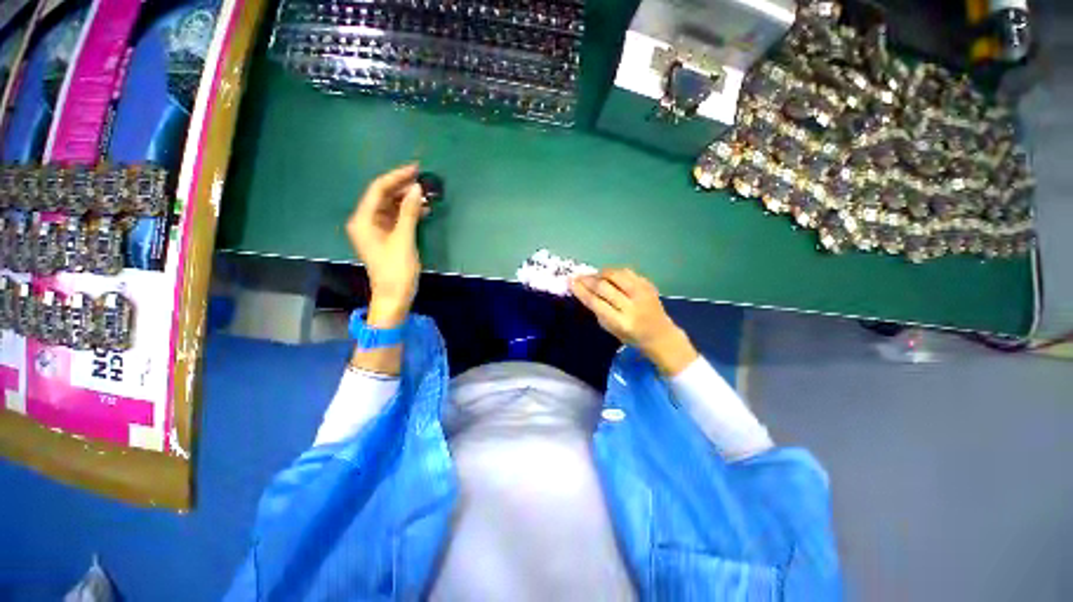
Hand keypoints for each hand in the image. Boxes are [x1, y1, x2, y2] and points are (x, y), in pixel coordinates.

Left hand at [346, 164, 426, 326]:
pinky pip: (396, 218)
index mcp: (363, 220)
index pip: (378, 189)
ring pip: (391, 207)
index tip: (415, 168)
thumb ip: (410, 212)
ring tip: (426, 194)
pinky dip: (408, 213)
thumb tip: (417, 188)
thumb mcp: (404, 239)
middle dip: (402, 187)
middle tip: (423, 180)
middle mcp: (365, 221)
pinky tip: (423, 209)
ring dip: (407, 200)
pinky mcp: (385, 237)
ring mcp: (375, 229)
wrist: (394, 296)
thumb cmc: (396, 269)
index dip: (396, 177)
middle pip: (383, 196)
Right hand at [571, 268, 697, 375]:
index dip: (582, 291)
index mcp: (621, 322)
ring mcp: (642, 293)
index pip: (596, 302)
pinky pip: (627, 272)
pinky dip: (614, 272)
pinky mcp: (648, 284)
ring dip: (601, 273)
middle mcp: (632, 306)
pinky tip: (608, 275)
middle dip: (588, 280)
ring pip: (616, 274)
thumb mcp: (611, 328)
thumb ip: (597, 310)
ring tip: (593, 276)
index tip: (571, 282)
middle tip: (577, 276)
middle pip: (604, 287)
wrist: (660, 334)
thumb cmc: (631, 335)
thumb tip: (582, 290)